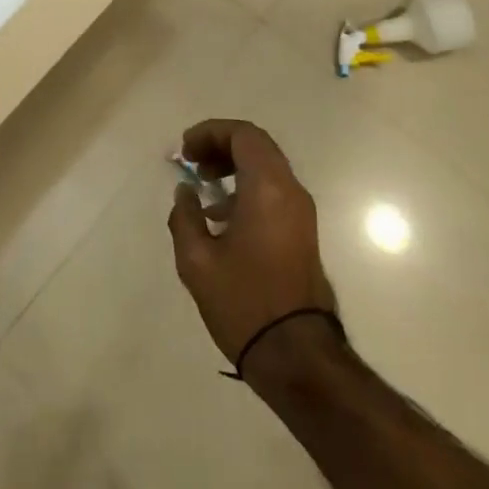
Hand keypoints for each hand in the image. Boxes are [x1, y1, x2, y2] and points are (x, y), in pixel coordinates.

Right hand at [167, 119, 335, 366]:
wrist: (296, 355)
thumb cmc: (244, 303)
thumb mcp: (197, 261)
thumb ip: (185, 217)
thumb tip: (185, 193)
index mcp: (268, 189)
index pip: (243, 135)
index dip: (211, 132)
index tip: (185, 150)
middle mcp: (290, 191)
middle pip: (257, 146)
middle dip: (221, 146)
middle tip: (193, 162)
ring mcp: (301, 212)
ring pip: (267, 167)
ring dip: (234, 166)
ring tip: (203, 187)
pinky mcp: (303, 232)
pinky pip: (274, 190)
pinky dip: (247, 187)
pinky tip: (221, 217)